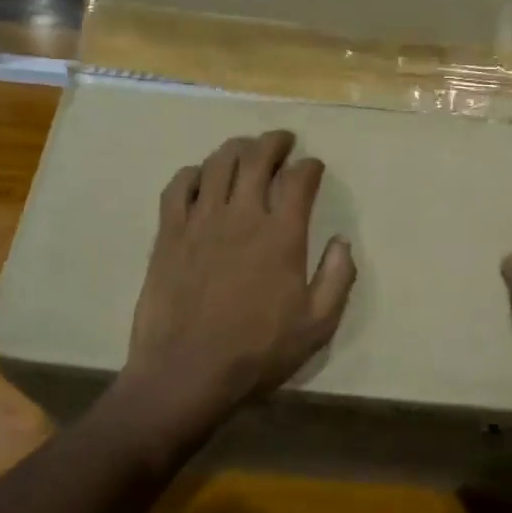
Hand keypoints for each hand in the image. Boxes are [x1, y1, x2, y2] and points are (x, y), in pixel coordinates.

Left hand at [119, 130, 355, 444]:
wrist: (186, 372)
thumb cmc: (257, 352)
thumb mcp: (317, 325)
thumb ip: (338, 278)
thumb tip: (342, 241)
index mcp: (282, 235)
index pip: (299, 180)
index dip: (310, 166)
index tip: (314, 167)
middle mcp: (242, 215)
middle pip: (257, 158)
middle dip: (274, 142)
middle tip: (283, 140)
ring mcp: (201, 221)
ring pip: (218, 164)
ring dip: (236, 148)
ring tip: (246, 148)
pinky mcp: (169, 234)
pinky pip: (178, 187)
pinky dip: (193, 173)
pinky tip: (200, 176)